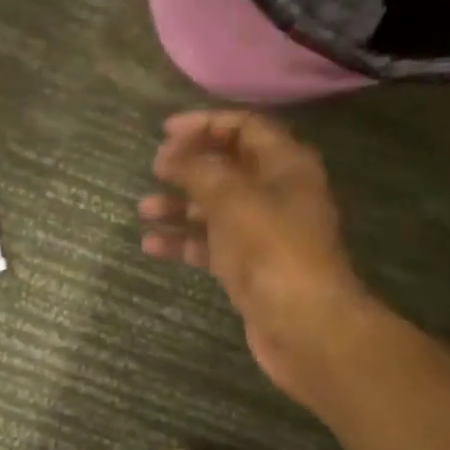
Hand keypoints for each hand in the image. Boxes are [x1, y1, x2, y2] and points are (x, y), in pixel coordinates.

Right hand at [139, 111, 370, 407]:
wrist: (305, 325)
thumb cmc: (273, 251)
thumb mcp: (234, 199)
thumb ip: (199, 170)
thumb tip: (169, 153)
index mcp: (285, 166)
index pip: (244, 128)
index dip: (205, 124)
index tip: (165, 132)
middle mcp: (275, 194)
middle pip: (227, 167)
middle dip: (188, 166)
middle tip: (154, 169)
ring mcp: (261, 233)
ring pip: (214, 208)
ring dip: (179, 205)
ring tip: (144, 209)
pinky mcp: (247, 267)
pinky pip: (209, 244)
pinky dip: (183, 242)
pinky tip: (151, 245)